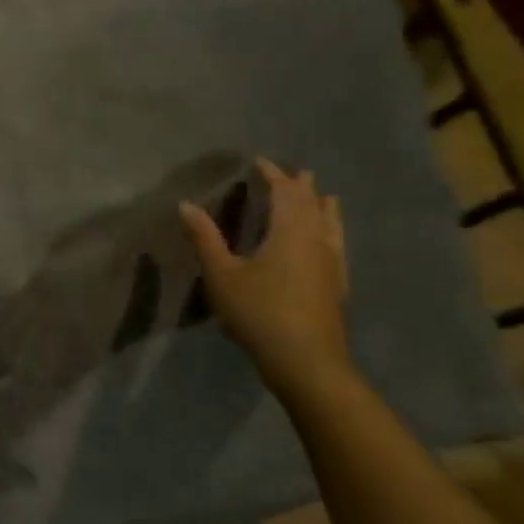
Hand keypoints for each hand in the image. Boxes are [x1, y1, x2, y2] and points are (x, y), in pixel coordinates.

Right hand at [180, 159, 352, 397]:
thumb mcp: (222, 274)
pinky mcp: (337, 286)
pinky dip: (332, 232)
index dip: (273, 175)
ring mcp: (331, 264)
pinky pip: (337, 245)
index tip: (259, 162)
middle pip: (312, 205)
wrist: (306, 362)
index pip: (285, 192)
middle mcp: (316, 241)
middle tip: (295, 173)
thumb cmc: (259, 312)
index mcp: (290, 232)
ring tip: (326, 197)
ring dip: (324, 207)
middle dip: (301, 187)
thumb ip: (205, 238)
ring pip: (331, 225)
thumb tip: (186, 204)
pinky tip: (331, 243)